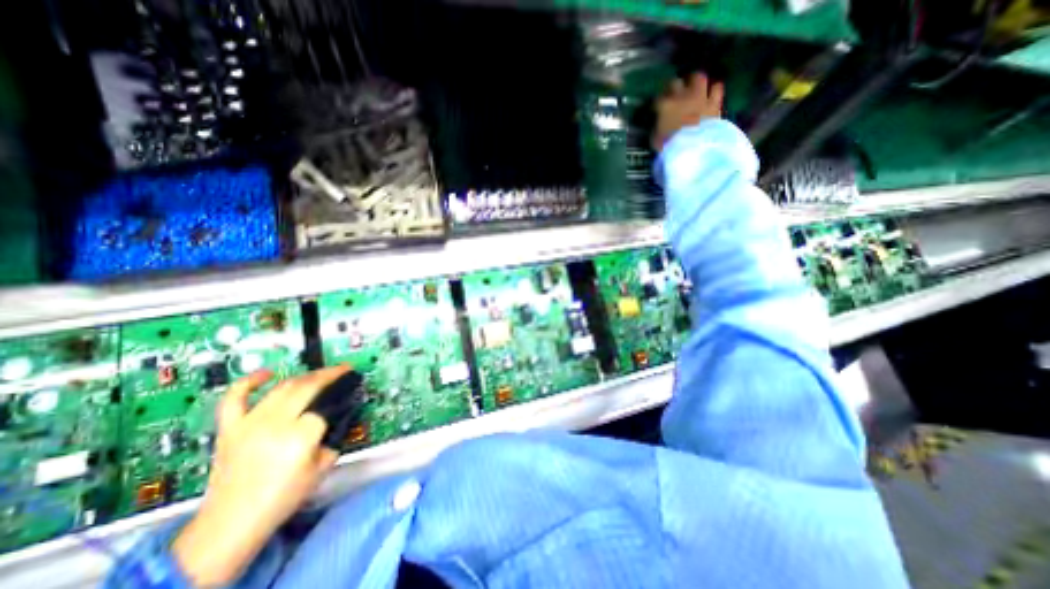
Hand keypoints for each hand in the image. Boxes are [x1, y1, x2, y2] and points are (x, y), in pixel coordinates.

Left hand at [174, 366, 347, 586]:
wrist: (231, 523)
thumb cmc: (284, 496)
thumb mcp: (323, 465)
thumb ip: (334, 435)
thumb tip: (341, 414)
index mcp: (301, 436)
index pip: (327, 404)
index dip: (343, 393)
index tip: (353, 386)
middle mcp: (275, 424)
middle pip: (308, 387)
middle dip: (330, 375)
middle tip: (343, 371)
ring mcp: (250, 423)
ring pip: (283, 386)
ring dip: (306, 376)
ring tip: (320, 374)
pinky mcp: (230, 428)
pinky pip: (236, 397)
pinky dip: (250, 381)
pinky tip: (266, 373)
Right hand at [654, 71, 727, 152]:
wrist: (692, 148)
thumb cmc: (669, 145)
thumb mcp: (655, 139)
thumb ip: (657, 127)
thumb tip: (659, 124)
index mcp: (665, 106)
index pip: (657, 99)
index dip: (657, 104)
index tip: (656, 109)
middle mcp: (681, 97)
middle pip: (675, 83)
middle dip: (673, 87)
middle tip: (673, 93)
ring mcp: (699, 97)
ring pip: (698, 78)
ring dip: (694, 82)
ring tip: (693, 87)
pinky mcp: (714, 103)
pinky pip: (716, 89)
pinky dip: (713, 90)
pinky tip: (711, 94)